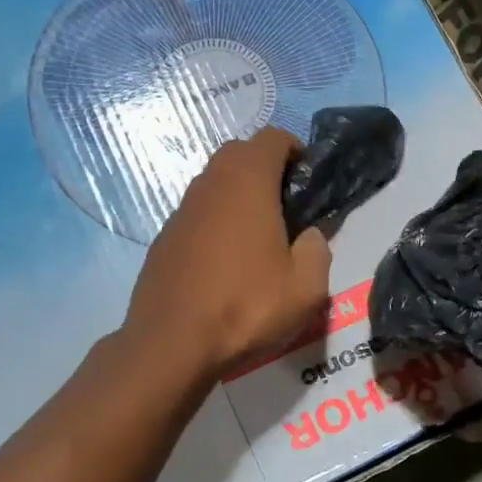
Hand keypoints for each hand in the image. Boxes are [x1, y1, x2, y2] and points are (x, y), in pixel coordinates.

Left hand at [125, 128, 332, 376]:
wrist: (171, 344)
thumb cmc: (246, 306)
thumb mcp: (306, 286)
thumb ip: (317, 248)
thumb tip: (307, 236)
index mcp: (247, 182)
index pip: (272, 137)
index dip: (296, 150)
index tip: (309, 182)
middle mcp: (210, 184)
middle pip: (240, 154)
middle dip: (267, 169)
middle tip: (288, 209)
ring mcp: (181, 210)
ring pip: (216, 183)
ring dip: (239, 196)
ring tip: (260, 239)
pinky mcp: (164, 238)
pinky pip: (198, 213)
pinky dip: (217, 222)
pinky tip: (227, 264)